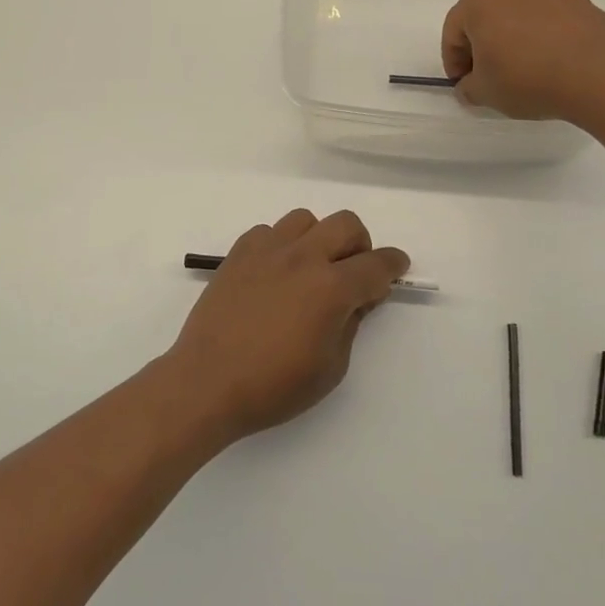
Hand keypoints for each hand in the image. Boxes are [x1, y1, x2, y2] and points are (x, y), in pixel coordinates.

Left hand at [163, 210, 409, 441]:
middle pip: (346, 224)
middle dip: (360, 244)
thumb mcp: (330, 367)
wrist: (207, 383)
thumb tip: (357, 299)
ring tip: (311, 268)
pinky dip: (281, 244)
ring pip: (305, 219)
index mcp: (331, 288)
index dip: (394, 265)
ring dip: (319, 238)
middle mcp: (302, 258)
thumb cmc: (273, 386)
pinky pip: (268, 231)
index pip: (376, 265)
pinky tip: (275, 272)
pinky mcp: (238, 254)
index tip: (397, 268)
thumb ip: (350, 324)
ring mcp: (267, 250)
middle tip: (355, 271)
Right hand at [441, 0, 604, 119]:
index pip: (453, 31)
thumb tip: (470, 85)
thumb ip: (468, 87)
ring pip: (517, 12)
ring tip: (523, 67)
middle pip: (485, 15)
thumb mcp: (485, 93)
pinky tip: (550, 59)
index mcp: (478, 0)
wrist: (597, 73)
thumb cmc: (527, 78)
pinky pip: (547, 15)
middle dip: (482, 43)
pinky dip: (541, 33)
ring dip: (513, 35)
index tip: (463, 83)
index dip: (453, 61)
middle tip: (489, 73)